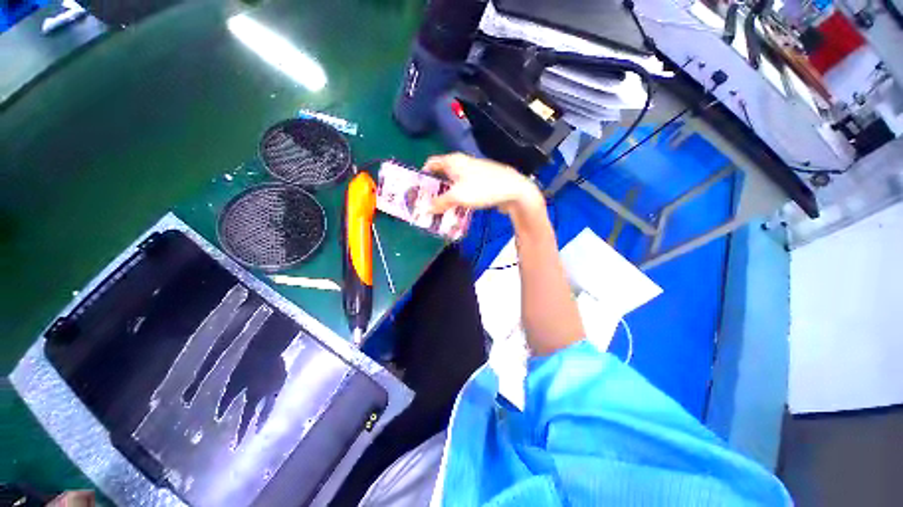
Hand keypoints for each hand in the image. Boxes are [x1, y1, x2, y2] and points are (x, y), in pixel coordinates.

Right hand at [423, 153, 542, 214]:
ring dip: (446, 197)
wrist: (512, 190)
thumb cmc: (482, 188)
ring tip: (440, 211)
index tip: (418, 191)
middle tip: (427, 205)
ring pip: (454, 185)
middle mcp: (461, 164)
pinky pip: (464, 191)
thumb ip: (439, 203)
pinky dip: (458, 199)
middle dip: (434, 190)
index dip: (423, 175)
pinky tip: (457, 211)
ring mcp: (472, 173)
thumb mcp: (457, 196)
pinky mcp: (481, 183)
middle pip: (442, 175)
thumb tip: (426, 209)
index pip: (431, 163)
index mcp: (452, 161)